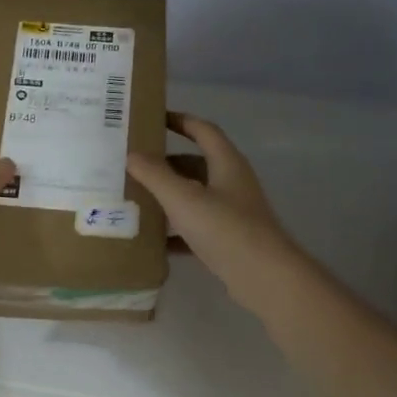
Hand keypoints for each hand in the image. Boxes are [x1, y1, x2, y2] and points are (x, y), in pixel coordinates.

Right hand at [126, 113, 308, 313]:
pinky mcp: (229, 241)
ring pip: (195, 197)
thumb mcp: (184, 199)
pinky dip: (175, 231)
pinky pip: (196, 228)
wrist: (264, 277)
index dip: (180, 121)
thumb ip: (156, 175)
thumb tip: (132, 154)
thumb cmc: (225, 228)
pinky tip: (152, 240)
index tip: (152, 118)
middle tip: (134, 165)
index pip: (203, 130)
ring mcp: (232, 213)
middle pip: (196, 164)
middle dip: (166, 164)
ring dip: (169, 197)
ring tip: (135, 199)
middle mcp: (232, 183)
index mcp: (227, 163)